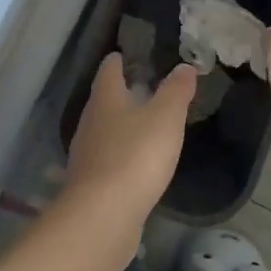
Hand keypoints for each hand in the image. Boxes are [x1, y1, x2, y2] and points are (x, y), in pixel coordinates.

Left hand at [64, 53, 195, 217]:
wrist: (103, 214)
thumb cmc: (136, 156)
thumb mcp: (166, 117)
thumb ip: (176, 91)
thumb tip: (185, 66)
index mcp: (105, 100)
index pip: (108, 71)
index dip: (117, 61)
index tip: (122, 55)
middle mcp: (89, 123)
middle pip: (102, 101)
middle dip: (119, 94)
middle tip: (140, 89)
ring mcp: (85, 155)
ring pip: (102, 131)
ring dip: (118, 126)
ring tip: (140, 126)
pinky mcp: (89, 184)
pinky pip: (105, 160)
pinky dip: (119, 155)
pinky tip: (133, 164)